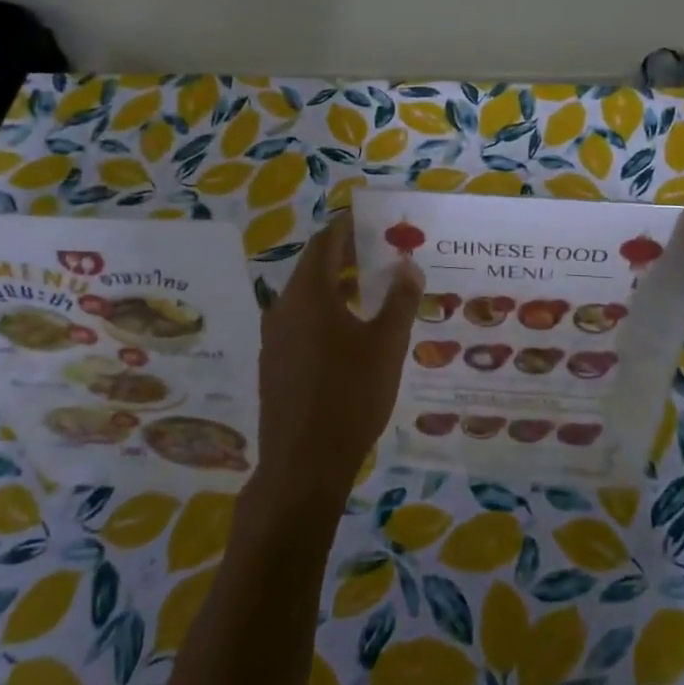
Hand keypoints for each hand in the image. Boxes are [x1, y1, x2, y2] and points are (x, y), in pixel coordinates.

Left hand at [254, 213, 423, 505]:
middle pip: (313, 267)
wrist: (304, 464)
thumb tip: (408, 266)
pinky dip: (325, 312)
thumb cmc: (350, 395)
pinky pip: (300, 322)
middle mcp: (283, 308)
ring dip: (336, 286)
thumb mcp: (386, 345)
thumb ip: (399, 300)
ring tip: (371, 290)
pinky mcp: (275, 364)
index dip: (348, 227)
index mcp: (308, 294)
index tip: (373, 220)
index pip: (326, 242)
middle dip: (346, 256)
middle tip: (380, 253)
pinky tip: (349, 333)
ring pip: (306, 297)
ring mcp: (275, 338)